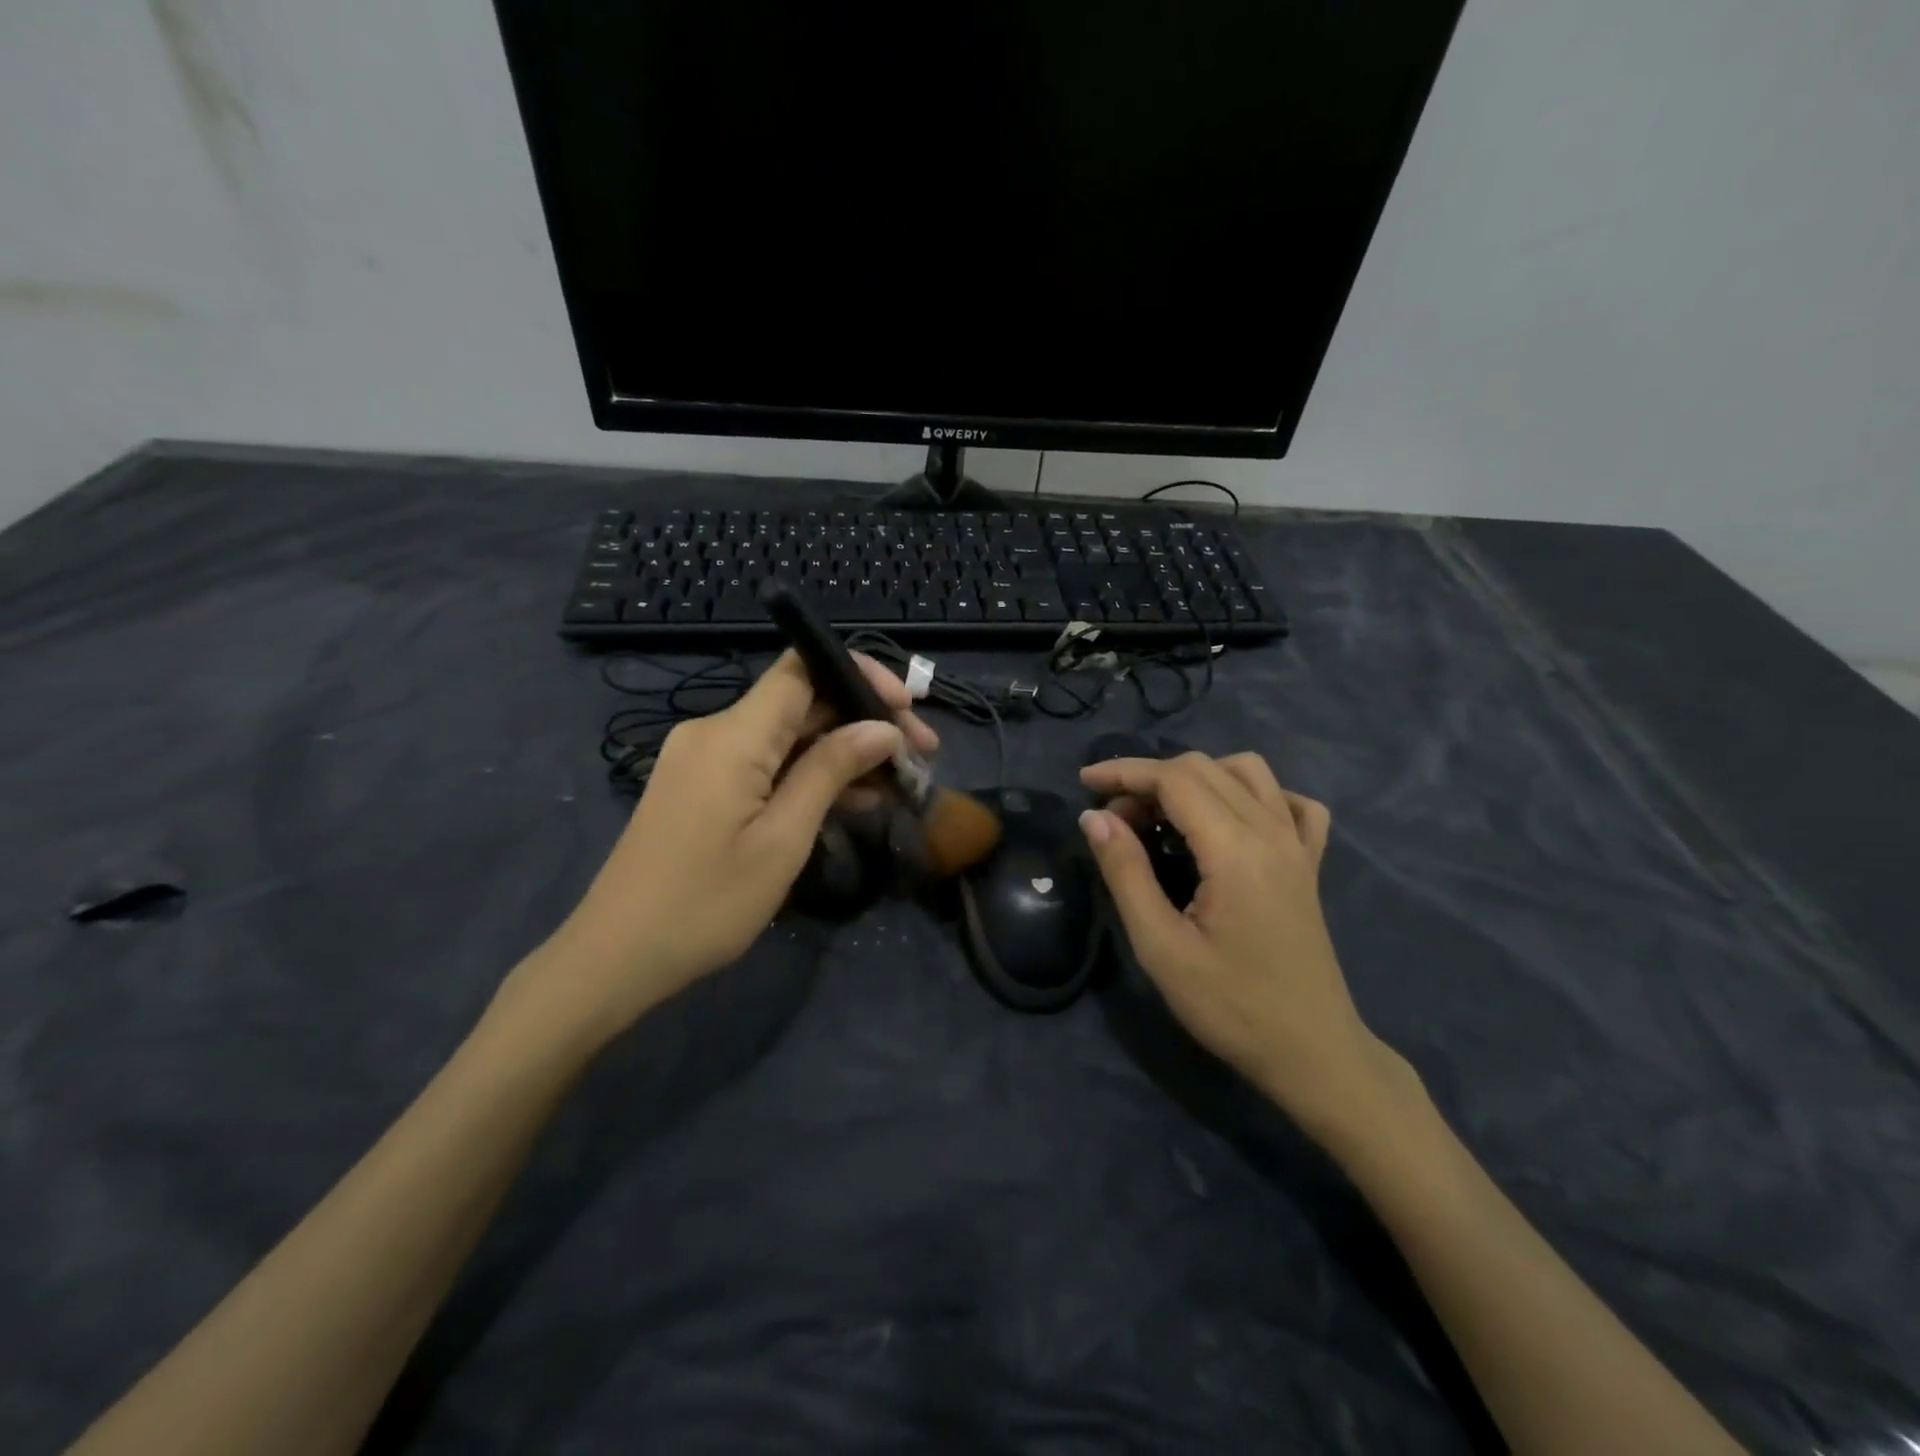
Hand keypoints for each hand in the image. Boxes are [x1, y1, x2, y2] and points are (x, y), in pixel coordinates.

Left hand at [508, 651, 937, 1042]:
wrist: (617, 956)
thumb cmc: (706, 904)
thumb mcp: (782, 839)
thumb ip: (831, 772)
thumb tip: (882, 728)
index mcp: (732, 736)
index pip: (801, 668)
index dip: (858, 673)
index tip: (905, 708)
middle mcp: (714, 731)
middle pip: (801, 702)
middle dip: (862, 721)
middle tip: (919, 756)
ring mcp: (704, 758)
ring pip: (787, 736)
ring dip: (841, 752)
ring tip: (896, 785)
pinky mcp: (702, 785)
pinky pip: (765, 763)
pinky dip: (808, 774)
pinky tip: (850, 801)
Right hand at [1079, 752, 1411, 1139]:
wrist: (1312, 1054)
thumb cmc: (1230, 1006)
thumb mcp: (1161, 946)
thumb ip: (1126, 872)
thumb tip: (1094, 816)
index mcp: (1235, 850)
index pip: (1175, 779)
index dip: (1125, 772)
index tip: (1084, 783)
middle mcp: (1272, 832)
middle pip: (1205, 768)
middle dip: (1150, 778)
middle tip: (1115, 819)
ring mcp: (1298, 845)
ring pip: (1249, 771)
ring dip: (1198, 777)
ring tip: (1165, 814)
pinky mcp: (1310, 864)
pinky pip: (1291, 803)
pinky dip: (1256, 793)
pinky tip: (1233, 819)